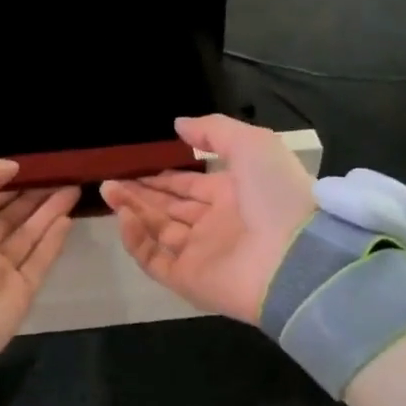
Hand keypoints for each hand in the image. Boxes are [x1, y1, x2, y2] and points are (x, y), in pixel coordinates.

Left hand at [0, 153, 78, 375]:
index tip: (33, 166)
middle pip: (7, 216)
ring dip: (48, 212)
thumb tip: (11, 168)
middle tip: (62, 175)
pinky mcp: (17, 295)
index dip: (4, 181)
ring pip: (26, 236)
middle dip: (32, 195)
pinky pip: (38, 262)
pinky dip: (53, 241)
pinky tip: (67, 219)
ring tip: (73, 189)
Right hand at [99, 115, 315, 324]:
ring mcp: (202, 254)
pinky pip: (155, 259)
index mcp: (234, 195)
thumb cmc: (277, 194)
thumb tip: (178, 125)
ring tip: (108, 191)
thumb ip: (214, 132)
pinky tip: (125, 216)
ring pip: (158, 230)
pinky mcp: (189, 280)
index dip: (163, 177)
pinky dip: (137, 240)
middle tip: (111, 179)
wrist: (297, 257)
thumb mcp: (252, 144)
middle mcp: (216, 224)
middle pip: (170, 207)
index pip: (190, 186)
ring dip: (133, 210)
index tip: (135, 166)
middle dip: (140, 193)